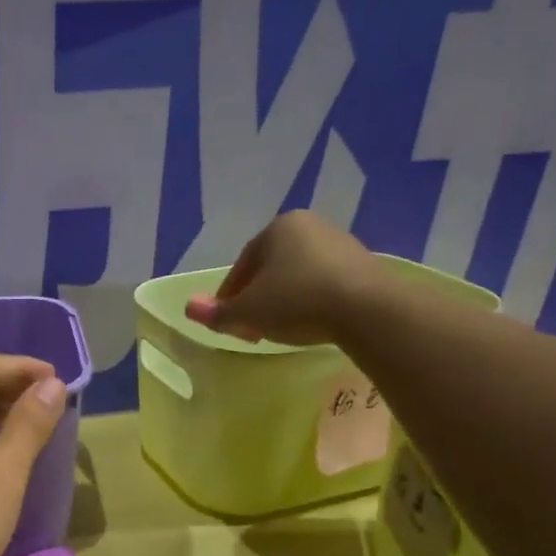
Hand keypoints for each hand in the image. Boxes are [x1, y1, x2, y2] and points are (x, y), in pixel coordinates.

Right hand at [183, 210, 376, 345]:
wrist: (366, 308)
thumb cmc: (296, 300)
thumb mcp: (247, 312)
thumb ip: (217, 312)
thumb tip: (188, 308)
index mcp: (277, 228)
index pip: (243, 264)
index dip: (230, 295)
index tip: (228, 321)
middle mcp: (309, 226)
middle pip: (271, 268)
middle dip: (258, 297)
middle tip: (251, 327)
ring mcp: (340, 244)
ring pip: (298, 275)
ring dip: (284, 300)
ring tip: (281, 329)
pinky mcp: (364, 266)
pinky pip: (325, 284)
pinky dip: (312, 302)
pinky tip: (312, 324)